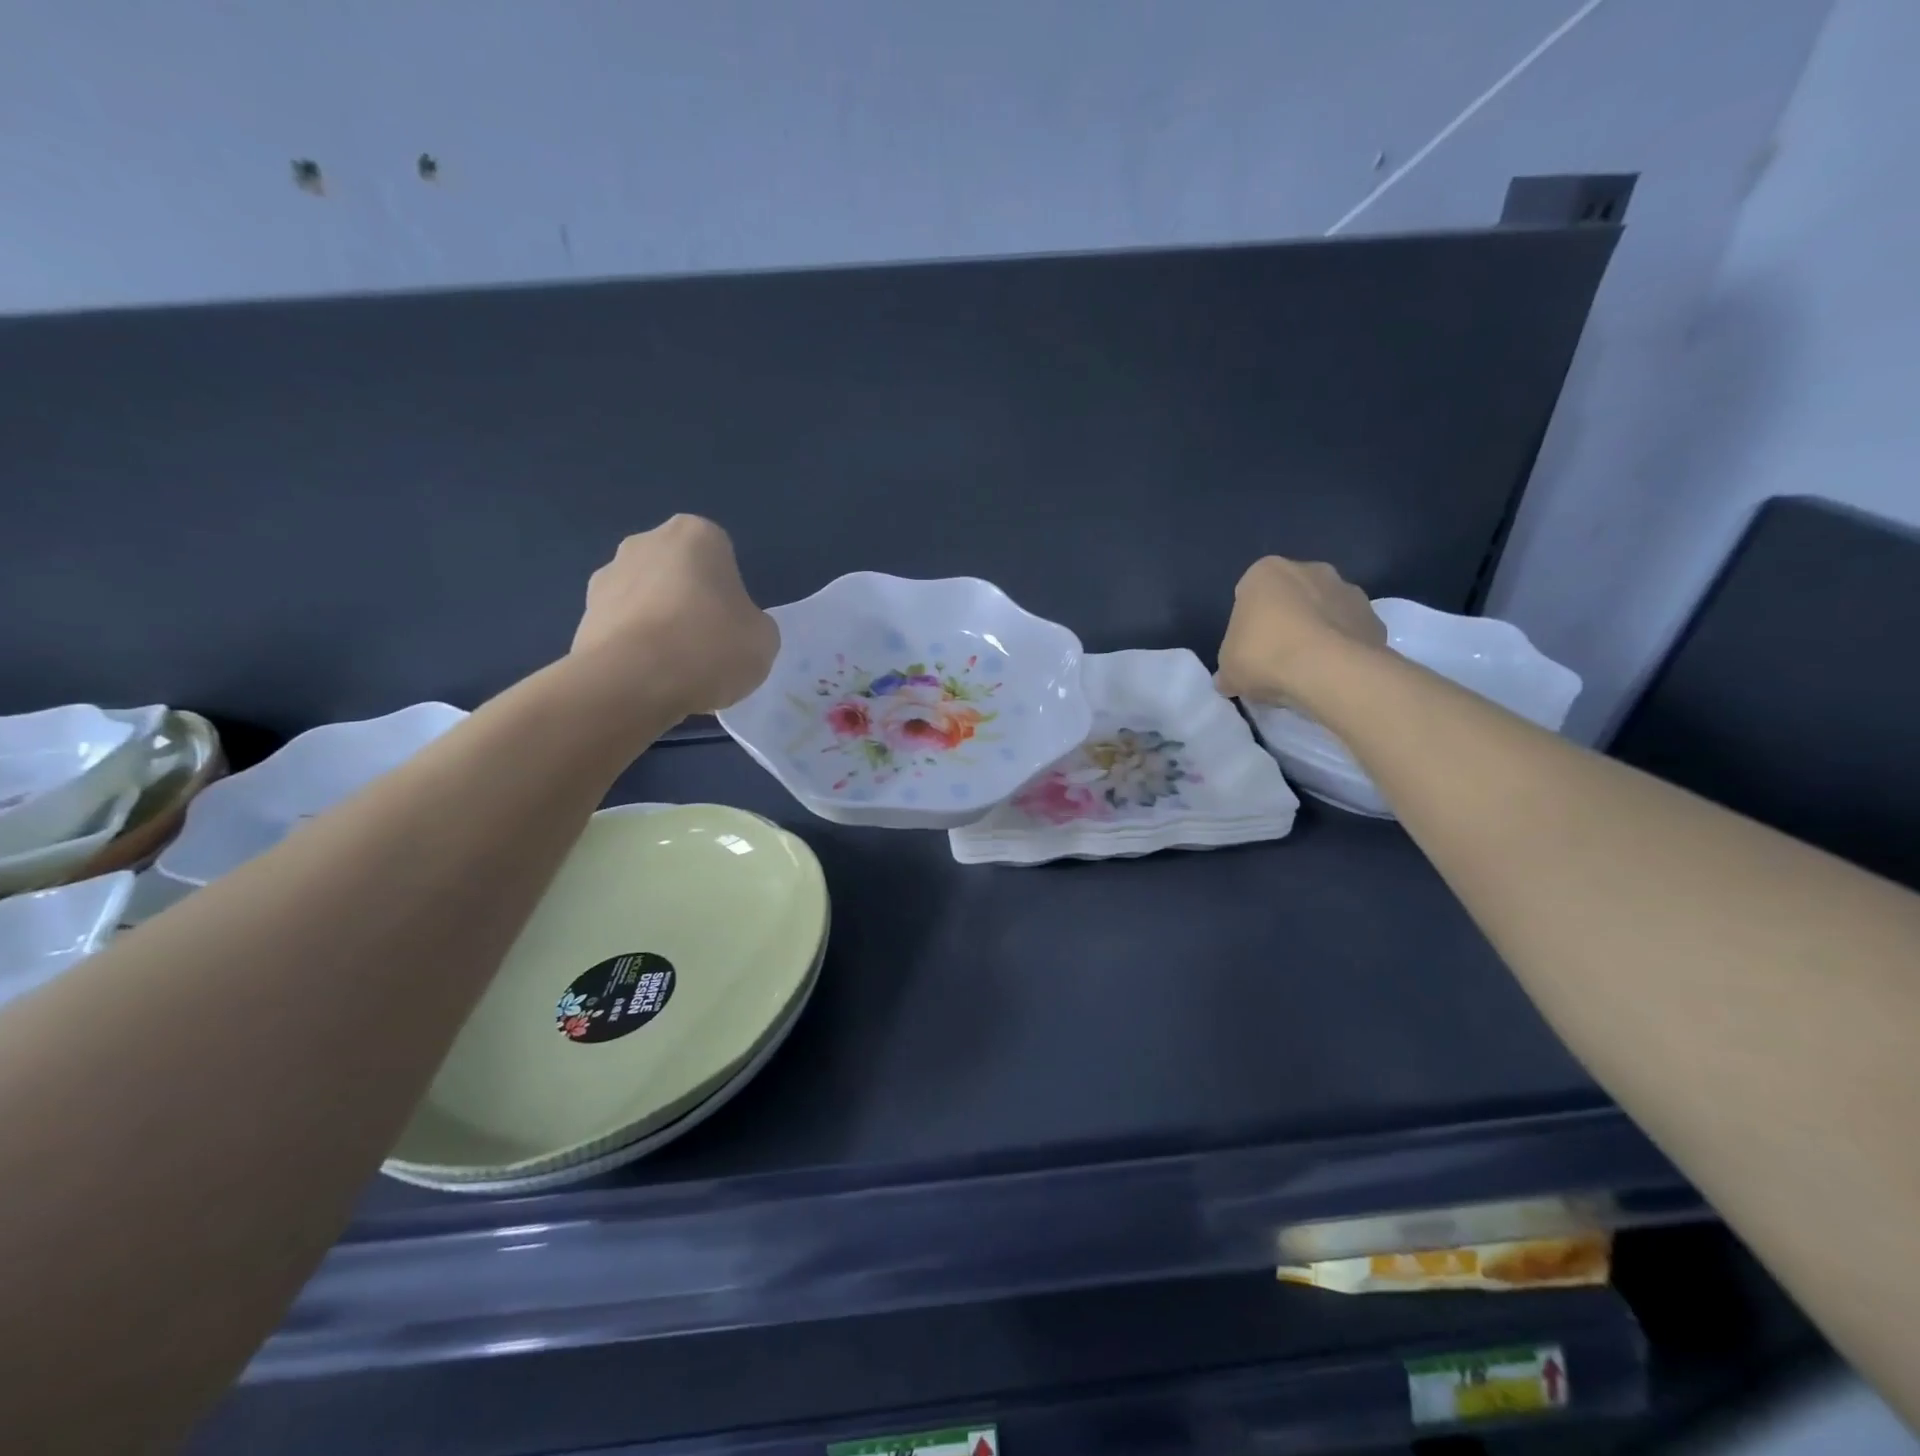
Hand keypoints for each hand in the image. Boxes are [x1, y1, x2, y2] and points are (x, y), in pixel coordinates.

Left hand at [570, 515, 778, 715]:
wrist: (633, 683)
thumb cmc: (711, 647)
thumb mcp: (764, 639)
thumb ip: (752, 624)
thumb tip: (734, 631)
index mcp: (696, 535)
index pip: (721, 556)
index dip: (730, 593)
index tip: (733, 625)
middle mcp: (645, 543)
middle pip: (678, 574)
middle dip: (689, 602)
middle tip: (707, 646)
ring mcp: (606, 578)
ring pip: (646, 601)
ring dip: (658, 626)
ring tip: (676, 672)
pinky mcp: (582, 617)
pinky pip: (622, 631)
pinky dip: (634, 651)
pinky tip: (649, 681)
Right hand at [1215, 558, 1385, 703]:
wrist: (1329, 671)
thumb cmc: (1265, 656)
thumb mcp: (1228, 668)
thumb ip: (1229, 667)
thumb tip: (1230, 679)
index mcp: (1266, 572)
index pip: (1249, 594)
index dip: (1248, 624)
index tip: (1248, 650)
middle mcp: (1310, 569)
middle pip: (1291, 598)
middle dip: (1286, 621)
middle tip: (1276, 658)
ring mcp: (1348, 591)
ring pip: (1324, 612)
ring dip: (1317, 633)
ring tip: (1307, 671)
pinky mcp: (1375, 618)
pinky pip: (1350, 633)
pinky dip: (1343, 649)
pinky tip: (1331, 675)